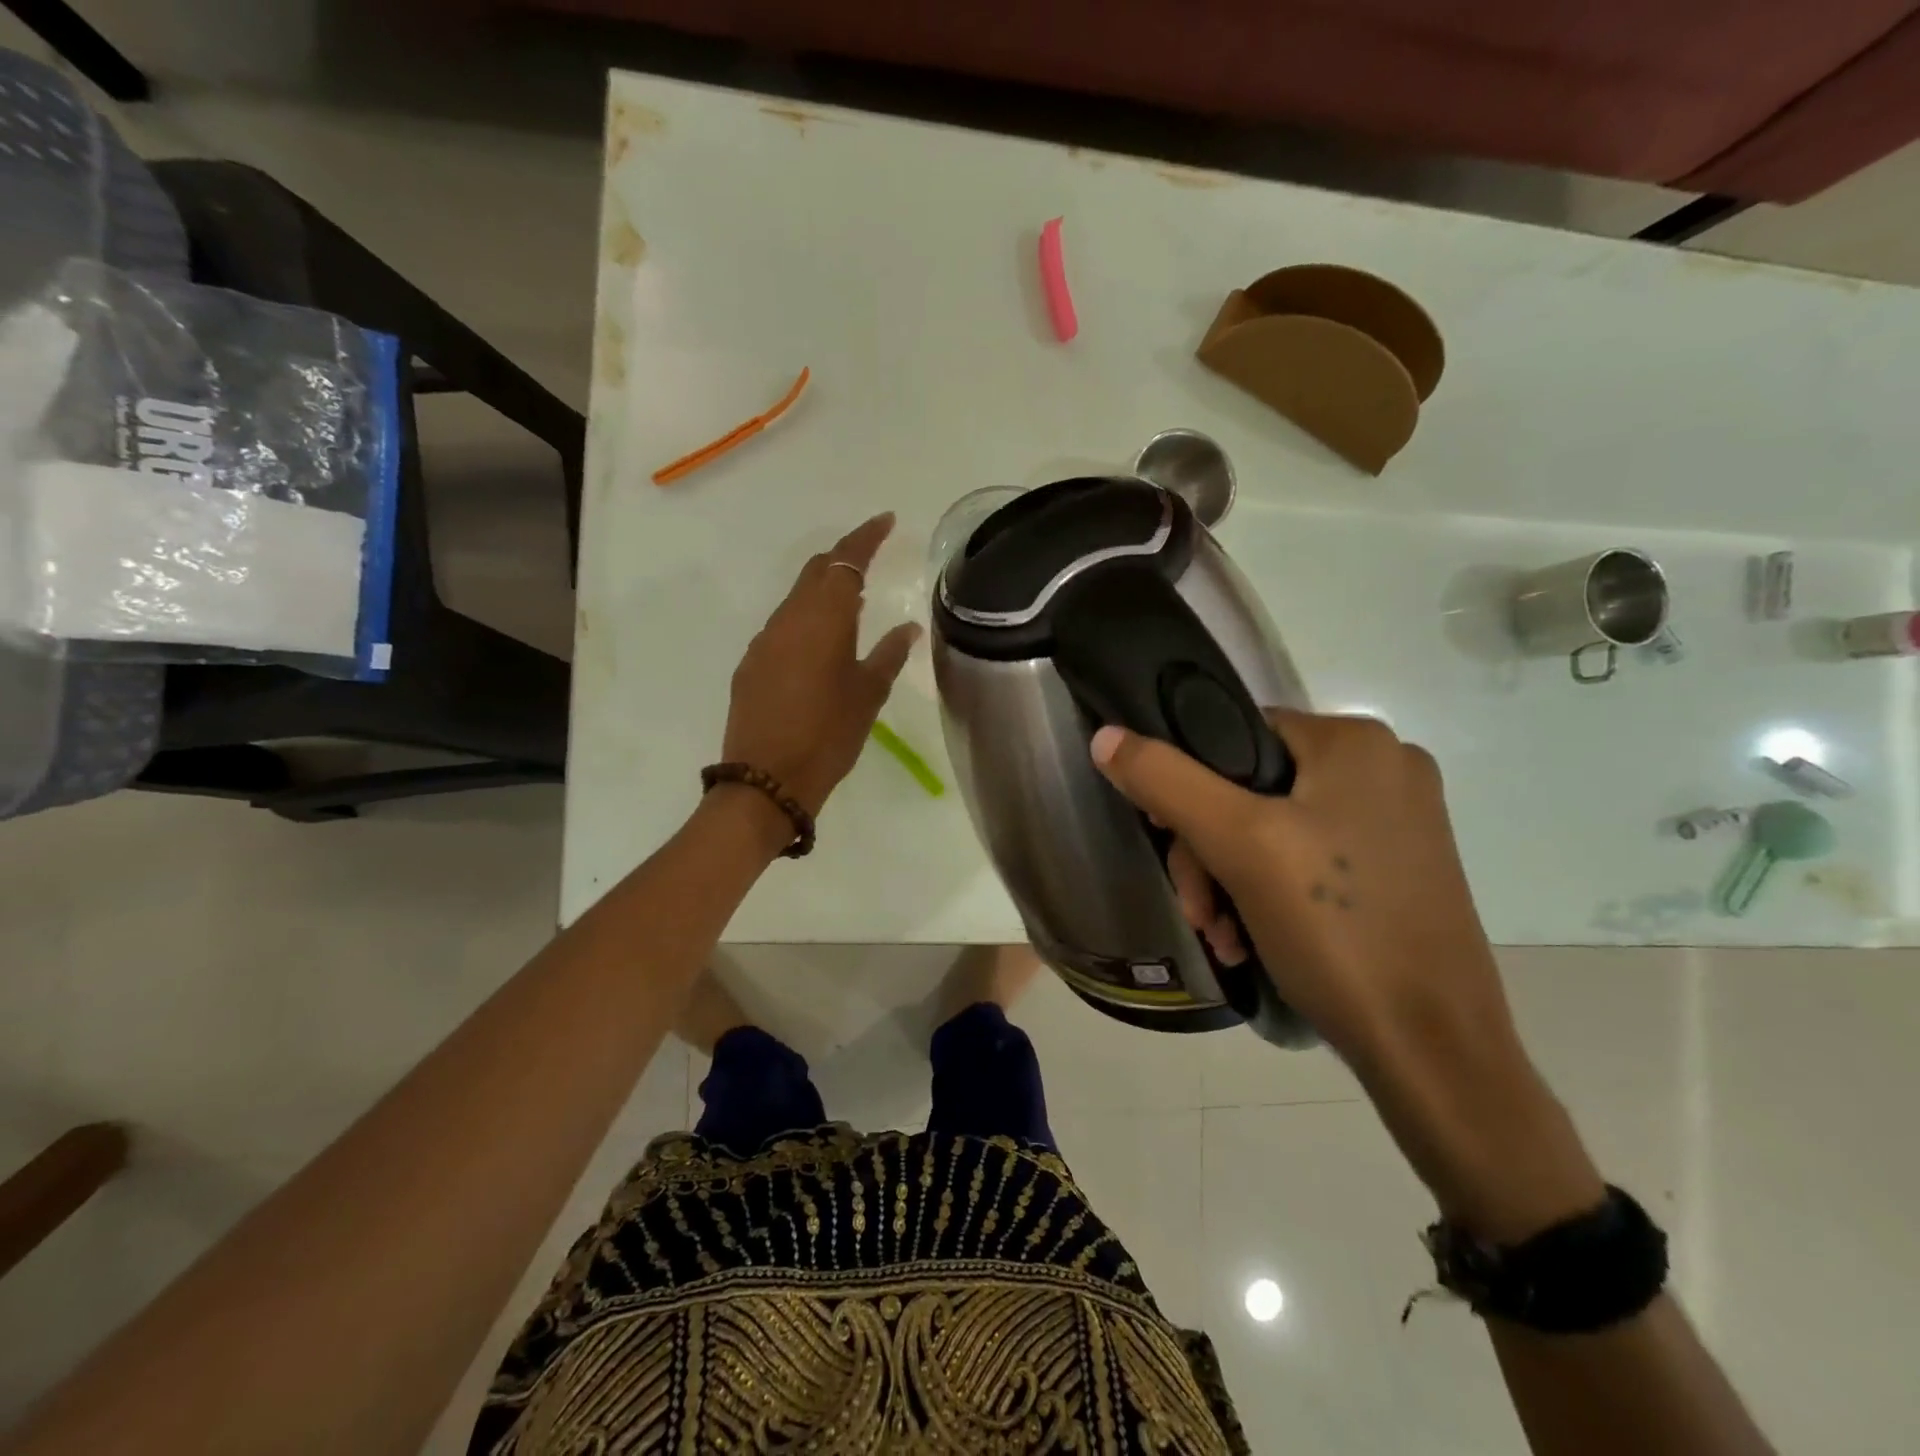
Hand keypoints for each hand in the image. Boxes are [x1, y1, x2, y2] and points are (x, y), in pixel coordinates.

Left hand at [721, 513, 919, 815]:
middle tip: (872, 558)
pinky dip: (806, 620)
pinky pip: (783, 627)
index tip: (886, 521)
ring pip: (797, 599)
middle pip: (816, 572)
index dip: (866, 537)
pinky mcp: (751, 664)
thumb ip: (889, 654)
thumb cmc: (828, 736)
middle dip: (844, 558)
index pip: (846, 561)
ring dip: (824, 591)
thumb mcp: (868, 695)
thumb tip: (908, 628)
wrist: (766, 780)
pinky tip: (820, 643)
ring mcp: (764, 641)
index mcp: (823, 618)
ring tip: (854, 603)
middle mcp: (788, 619)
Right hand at [1091, 711, 1605, 1236]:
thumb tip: (1106, 736)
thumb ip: (1166, 780)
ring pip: (1273, 830)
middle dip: (1208, 852)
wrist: (1434, 1053)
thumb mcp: (1237, 844)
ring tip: (1222, 937)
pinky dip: (1269, 896)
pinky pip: (1307, 861)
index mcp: (1357, 742)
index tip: (1167, 839)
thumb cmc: (1336, 930)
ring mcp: (1398, 823)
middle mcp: (1386, 769)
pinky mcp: (1400, 871)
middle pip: (1251, 789)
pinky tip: (1251, 941)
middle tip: (1199, 912)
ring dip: (1230, 882)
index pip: (1234, 733)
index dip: (1187, 783)